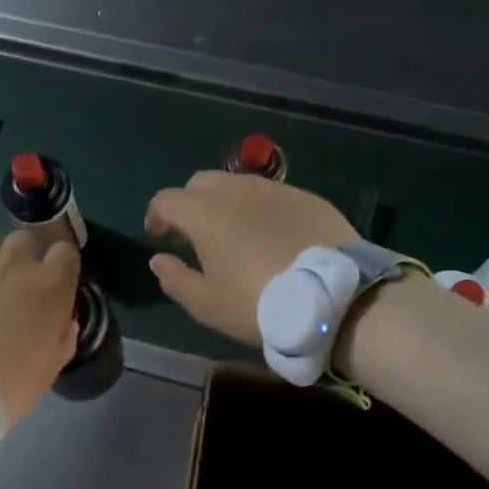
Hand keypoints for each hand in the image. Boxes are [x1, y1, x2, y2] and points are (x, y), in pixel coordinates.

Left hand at [0, 234, 81, 423]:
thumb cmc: (6, 387)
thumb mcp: (49, 370)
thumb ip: (63, 337)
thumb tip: (63, 321)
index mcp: (50, 285)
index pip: (65, 253)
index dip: (58, 269)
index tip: (51, 287)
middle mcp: (15, 260)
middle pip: (24, 244)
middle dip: (20, 264)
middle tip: (9, 294)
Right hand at [145, 172, 358, 343]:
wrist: (332, 297)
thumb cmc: (258, 303)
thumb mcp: (208, 304)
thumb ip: (175, 279)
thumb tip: (158, 260)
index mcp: (204, 213)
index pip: (166, 200)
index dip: (156, 216)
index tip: (159, 237)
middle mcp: (236, 190)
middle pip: (200, 183)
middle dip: (190, 203)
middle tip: (194, 234)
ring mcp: (274, 190)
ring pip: (238, 184)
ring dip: (225, 202)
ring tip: (234, 233)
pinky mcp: (306, 197)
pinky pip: (272, 195)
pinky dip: (260, 208)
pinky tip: (271, 235)